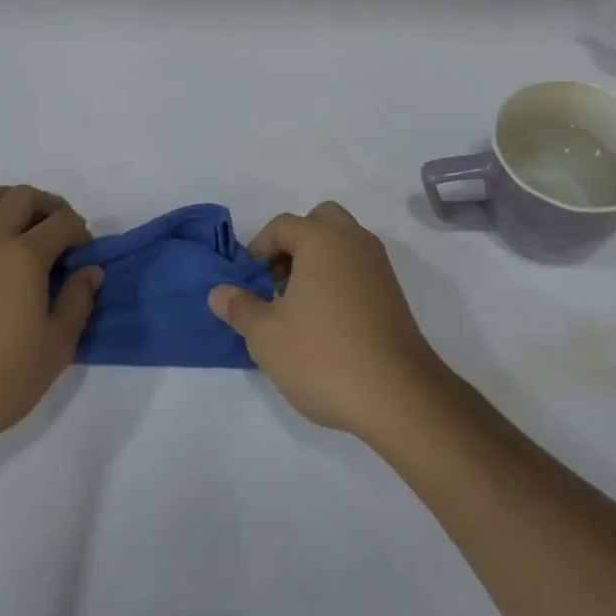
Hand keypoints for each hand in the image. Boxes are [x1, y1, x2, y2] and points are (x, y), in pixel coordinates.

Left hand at [0, 186, 98, 464]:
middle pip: (20, 198)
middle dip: (48, 205)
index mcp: (23, 257)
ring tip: (19, 221)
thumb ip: (77, 303)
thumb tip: (90, 271)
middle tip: (61, 230)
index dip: (81, 232)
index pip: (61, 223)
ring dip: (3, 200)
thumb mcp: (56, 348)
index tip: (87, 255)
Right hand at [209, 201, 448, 441]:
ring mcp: (378, 266)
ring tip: (298, 306)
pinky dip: (339, 277)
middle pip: (320, 221)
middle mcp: (354, 241)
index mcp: (322, 240)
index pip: (283, 225)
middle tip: (278, 282)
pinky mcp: (393, 293)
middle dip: (294, 243)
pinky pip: (358, 267)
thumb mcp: (266, 337)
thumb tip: (218, 292)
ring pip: (342, 242)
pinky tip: (326, 321)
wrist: (398, 395)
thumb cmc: (323, 356)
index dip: (259, 248)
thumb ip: (240, 308)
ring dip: (317, 260)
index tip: (249, 282)